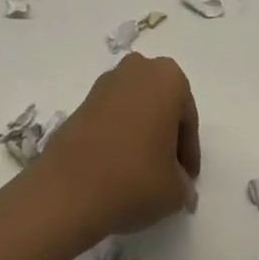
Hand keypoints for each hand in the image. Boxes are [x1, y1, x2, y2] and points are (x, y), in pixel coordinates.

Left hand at [37, 54, 200, 240]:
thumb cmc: (135, 178)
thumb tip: (181, 188)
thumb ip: (184, 185)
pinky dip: (119, 134)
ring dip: (142, 133)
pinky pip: (114, 115)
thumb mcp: (174, 191)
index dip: (188, 154)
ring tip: (141, 171)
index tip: (186, 181)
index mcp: (169, 78)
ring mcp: (109, 80)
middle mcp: (140, 68)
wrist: (70, 188)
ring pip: (137, 107)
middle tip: (167, 172)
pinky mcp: (84, 98)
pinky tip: (117, 166)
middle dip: (166, 135)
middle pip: (162, 105)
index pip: (188, 119)